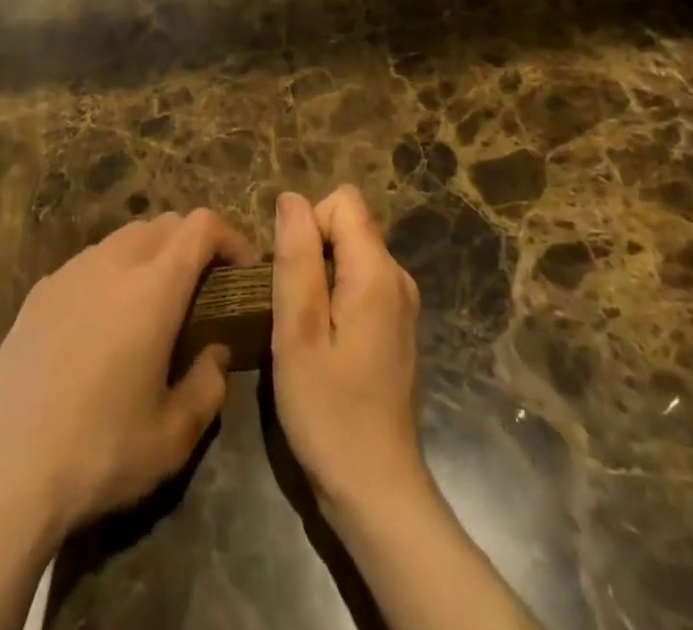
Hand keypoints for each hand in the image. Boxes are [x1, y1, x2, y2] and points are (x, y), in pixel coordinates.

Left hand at [0, 208, 257, 536]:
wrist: (4, 472)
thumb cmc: (100, 452)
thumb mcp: (174, 436)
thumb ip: (209, 384)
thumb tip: (214, 352)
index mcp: (153, 287)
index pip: (201, 226)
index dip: (231, 238)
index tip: (242, 272)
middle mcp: (113, 263)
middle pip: (165, 224)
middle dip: (193, 245)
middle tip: (203, 291)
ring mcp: (70, 271)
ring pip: (126, 237)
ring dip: (152, 255)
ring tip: (154, 306)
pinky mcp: (40, 290)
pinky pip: (90, 261)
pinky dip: (113, 272)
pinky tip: (103, 325)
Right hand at [271, 186, 429, 523]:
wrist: (377, 493)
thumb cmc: (329, 413)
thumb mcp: (298, 332)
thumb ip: (296, 257)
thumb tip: (290, 198)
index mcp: (378, 272)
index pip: (343, 202)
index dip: (308, 225)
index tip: (292, 277)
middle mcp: (398, 278)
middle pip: (348, 225)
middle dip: (311, 251)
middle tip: (292, 310)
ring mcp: (401, 305)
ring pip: (351, 254)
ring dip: (319, 276)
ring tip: (303, 330)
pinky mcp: (396, 328)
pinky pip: (359, 282)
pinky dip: (334, 298)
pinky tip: (322, 345)